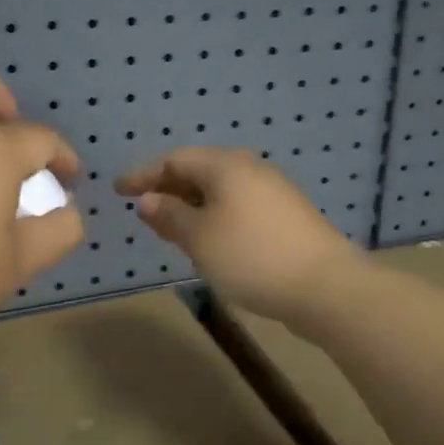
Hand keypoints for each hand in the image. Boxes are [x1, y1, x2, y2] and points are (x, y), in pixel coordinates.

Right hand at [114, 147, 361, 324]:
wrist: (325, 286)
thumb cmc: (251, 256)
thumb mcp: (199, 238)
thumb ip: (170, 215)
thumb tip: (148, 200)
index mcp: (226, 165)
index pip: (174, 159)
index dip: (144, 174)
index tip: (118, 190)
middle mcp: (250, 169)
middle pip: (199, 170)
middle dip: (168, 188)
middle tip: (143, 210)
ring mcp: (272, 191)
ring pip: (220, 190)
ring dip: (191, 205)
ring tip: (171, 228)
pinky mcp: (286, 215)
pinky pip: (238, 205)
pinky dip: (214, 216)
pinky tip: (210, 240)